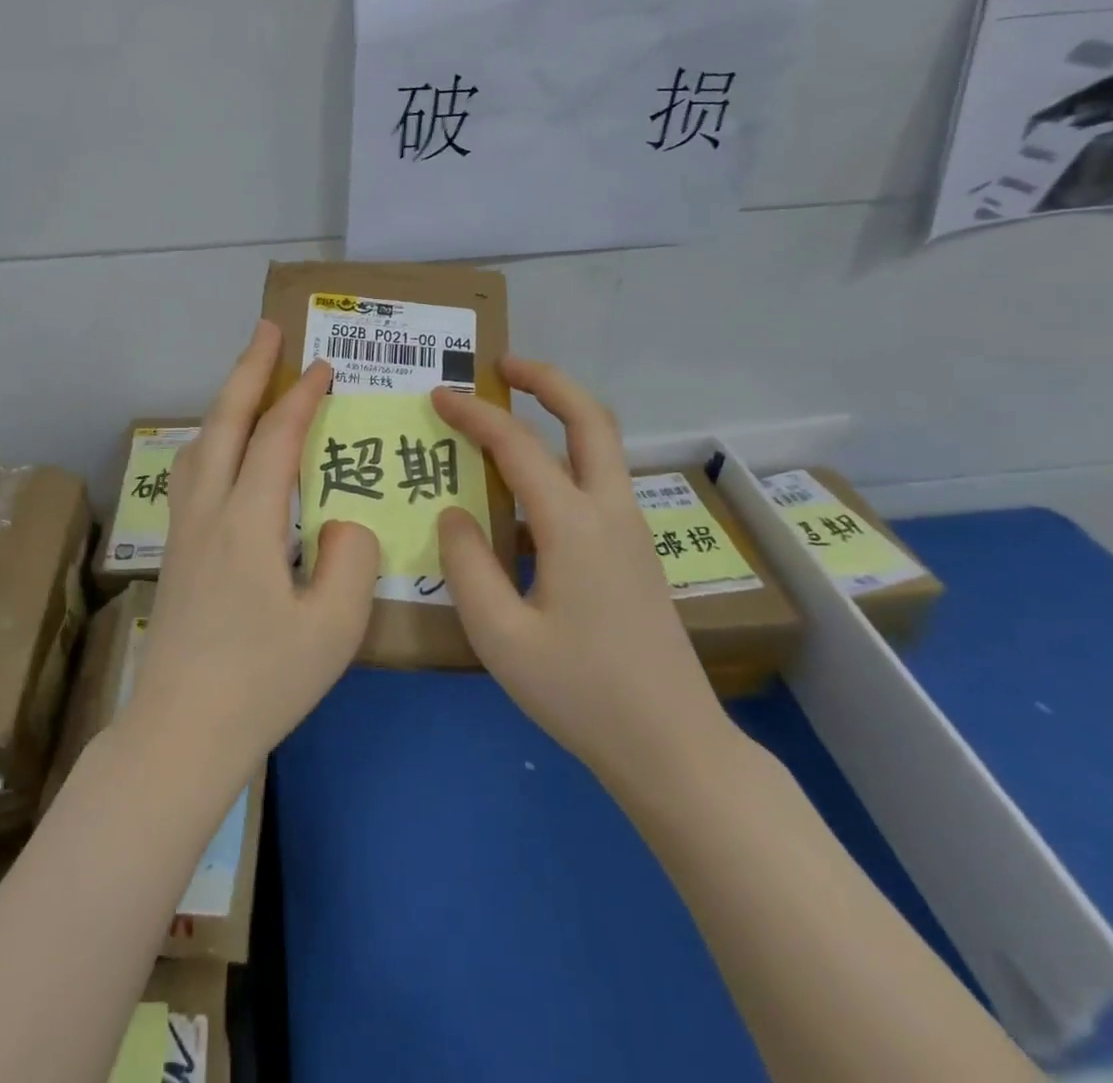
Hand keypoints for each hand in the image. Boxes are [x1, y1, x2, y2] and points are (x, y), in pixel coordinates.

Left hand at [123, 321, 381, 780]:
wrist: (182, 731)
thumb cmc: (263, 682)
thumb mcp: (334, 627)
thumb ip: (351, 559)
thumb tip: (344, 522)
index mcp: (247, 522)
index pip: (276, 438)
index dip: (300, 396)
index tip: (323, 366)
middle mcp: (208, 512)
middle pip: (223, 423)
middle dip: (248, 371)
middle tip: (267, 329)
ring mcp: (183, 530)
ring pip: (199, 444)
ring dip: (224, 402)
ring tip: (246, 380)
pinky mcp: (175, 552)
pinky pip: (190, 471)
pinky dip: (210, 438)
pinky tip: (221, 450)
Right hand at [432, 358, 732, 792]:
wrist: (673, 746)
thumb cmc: (581, 693)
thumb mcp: (500, 637)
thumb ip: (467, 565)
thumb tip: (454, 513)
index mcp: (575, 525)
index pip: (517, 446)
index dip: (475, 415)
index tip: (438, 396)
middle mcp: (611, 512)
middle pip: (590, 418)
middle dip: (546, 380)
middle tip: (502, 366)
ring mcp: (632, 531)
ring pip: (603, 445)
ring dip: (562, 413)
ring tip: (514, 410)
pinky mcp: (636, 553)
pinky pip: (599, 481)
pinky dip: (567, 455)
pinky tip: (531, 490)